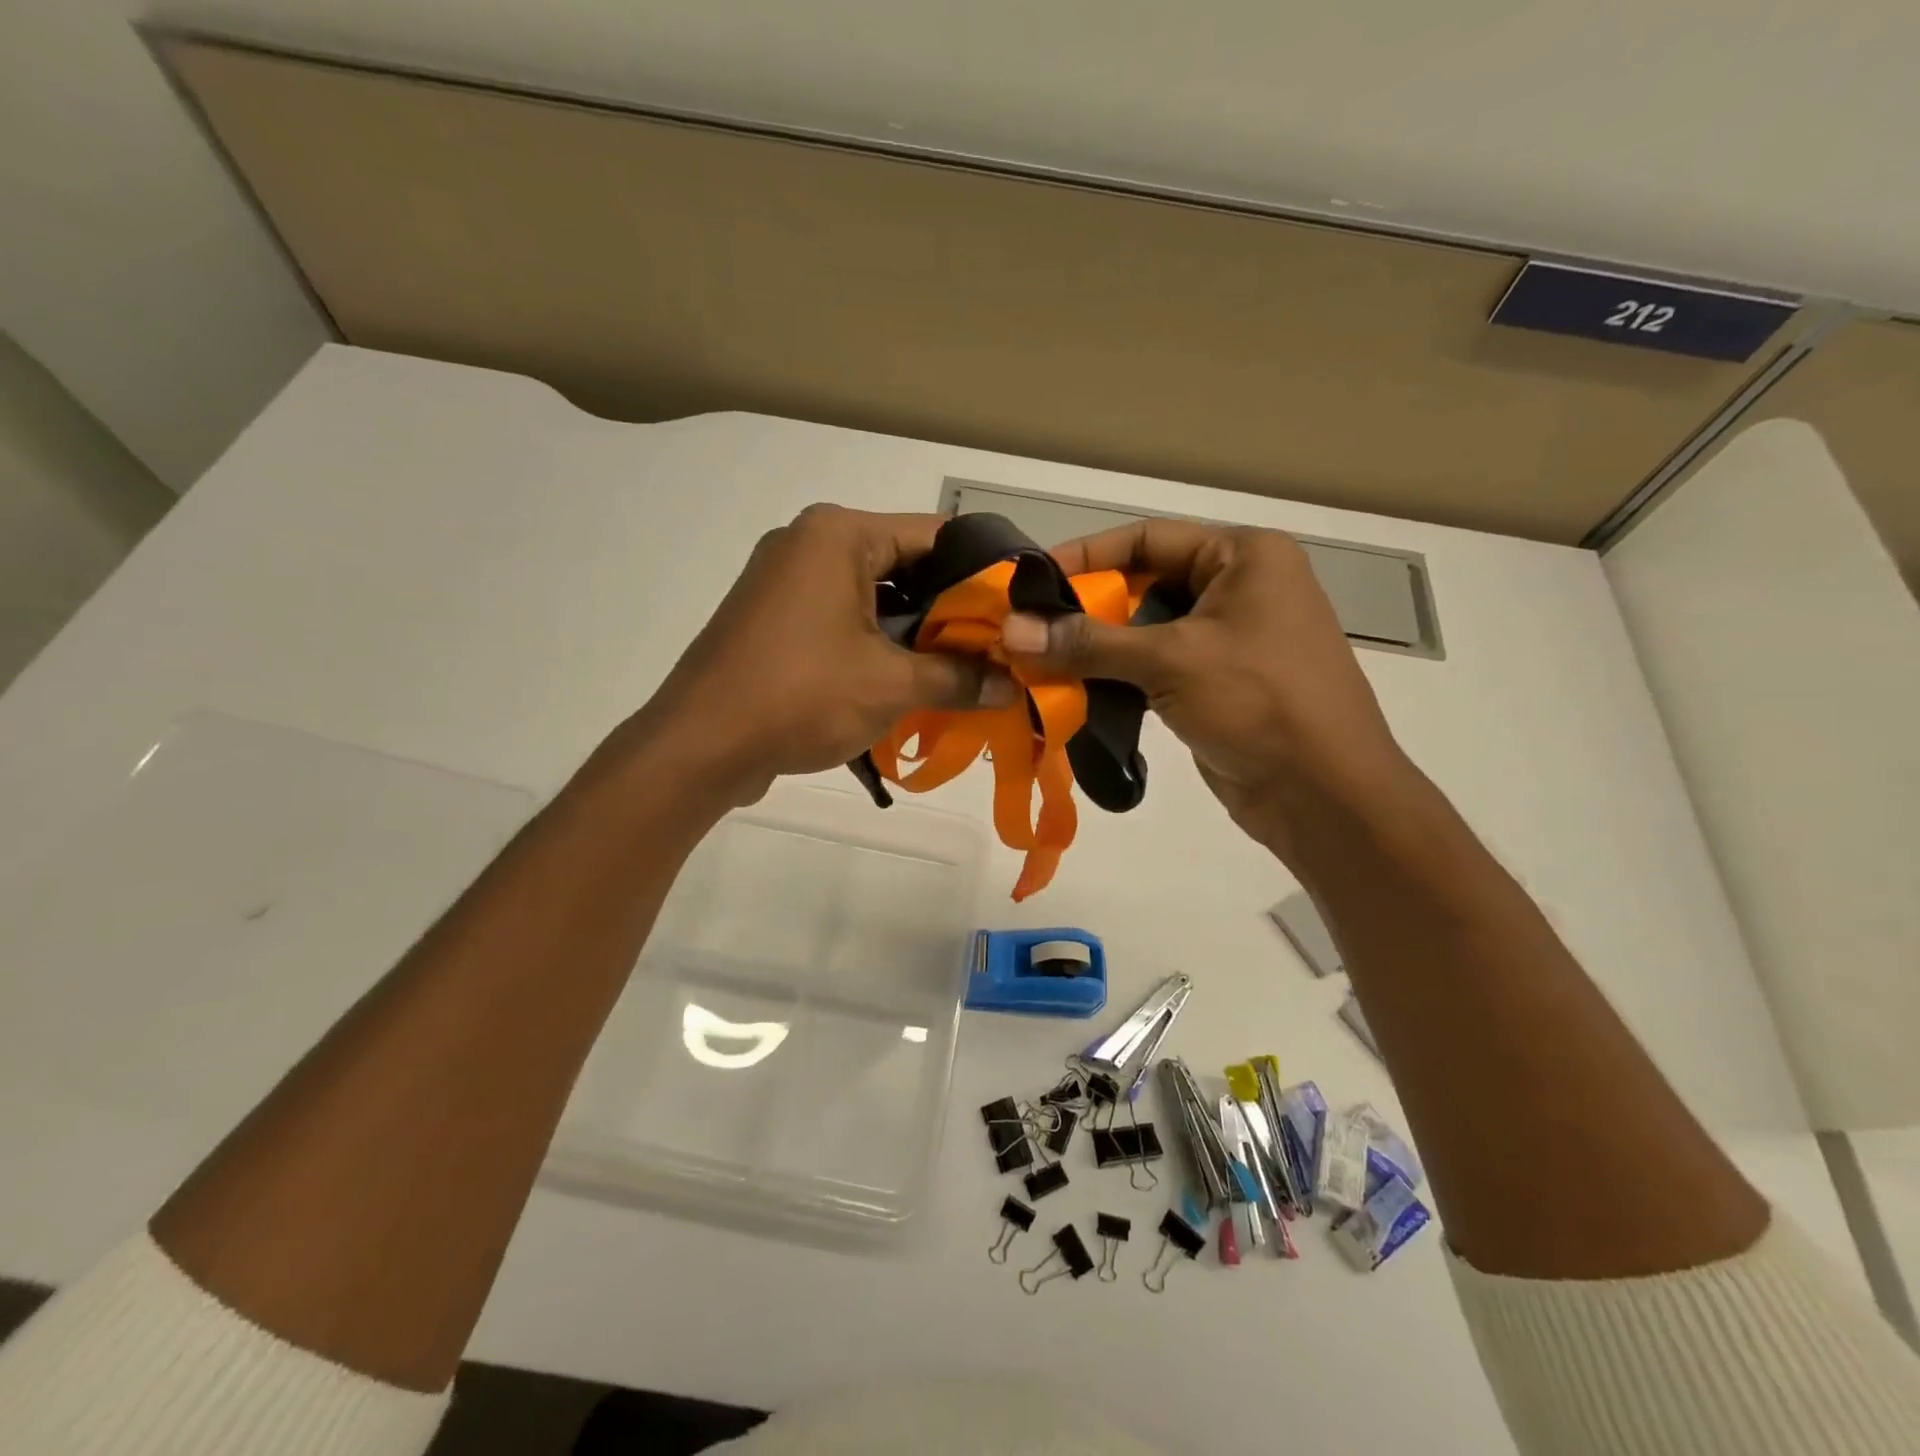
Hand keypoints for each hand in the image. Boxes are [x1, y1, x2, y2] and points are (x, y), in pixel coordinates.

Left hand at [632, 505, 1015, 805]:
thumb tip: (1010, 686)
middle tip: (997, 650)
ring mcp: (786, 581)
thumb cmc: (800, 696)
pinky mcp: (775, 619)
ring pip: (875, 597)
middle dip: (950, 611)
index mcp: (839, 534)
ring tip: (962, 672)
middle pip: (905, 566)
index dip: (984, 574)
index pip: (937, 536)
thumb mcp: (891, 685)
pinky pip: (843, 620)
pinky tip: (911, 683)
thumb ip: (958, 679)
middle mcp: (810, 543)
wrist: (700, 745)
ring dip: (915, 635)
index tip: (1017, 613)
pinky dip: (878, 646)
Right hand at [999, 519, 1413, 853]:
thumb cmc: (1260, 702)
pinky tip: (1074, 692)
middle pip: (1143, 585)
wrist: (1324, 794)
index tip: (1029, 580)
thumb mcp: (1172, 660)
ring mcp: (1228, 641)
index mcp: (1244, 557)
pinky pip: (1154, 669)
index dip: (1086, 556)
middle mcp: (1238, 589)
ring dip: (1096, 648)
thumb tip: (1011, 631)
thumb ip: (1089, 643)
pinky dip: (1116, 678)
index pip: (1147, 539)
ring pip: (1145, 632)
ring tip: (1039, 663)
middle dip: (1086, 609)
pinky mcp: (1216, 686)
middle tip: (1027, 630)